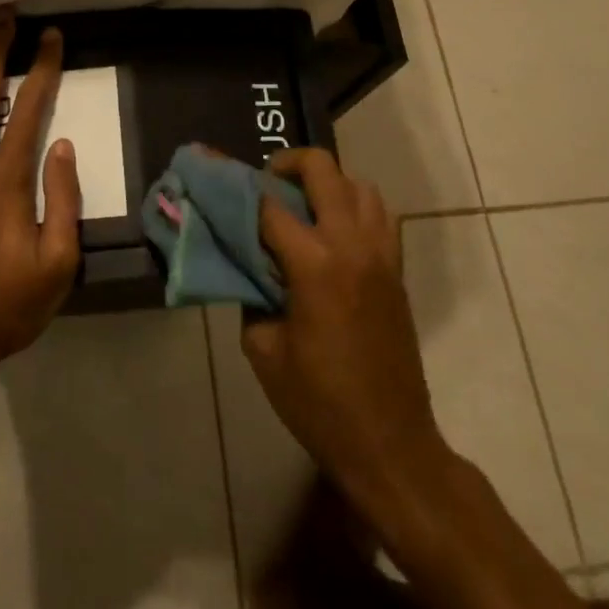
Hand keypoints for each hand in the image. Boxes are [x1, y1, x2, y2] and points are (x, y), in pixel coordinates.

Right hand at [243, 149, 450, 520]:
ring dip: (326, 183)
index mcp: (314, 265)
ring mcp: (382, 254)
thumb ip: (251, 293)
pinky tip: (331, 233)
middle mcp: (351, 245)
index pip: (267, 204)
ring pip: (358, 184)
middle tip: (264, 185)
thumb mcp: (263, 349)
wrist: (390, 444)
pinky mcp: (397, 270)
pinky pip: (379, 214)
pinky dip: (353, 206)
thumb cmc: (318, 402)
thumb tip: (248, 264)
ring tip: (300, 205)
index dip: (234, 184)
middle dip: (287, 164)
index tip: (211, 170)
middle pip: (322, 170)